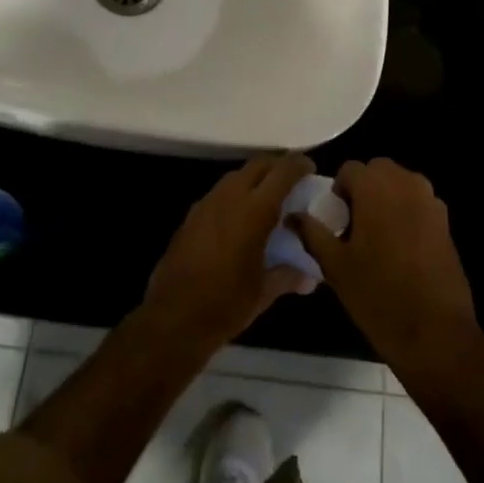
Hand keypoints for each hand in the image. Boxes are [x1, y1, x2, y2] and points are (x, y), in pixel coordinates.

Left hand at [143, 154, 315, 350]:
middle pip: (258, 165)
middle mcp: (229, 197)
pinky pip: (219, 194)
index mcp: (254, 211)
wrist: (173, 317)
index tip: (311, 168)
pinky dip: (236, 196)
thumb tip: (309, 277)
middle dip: (277, 167)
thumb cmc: (225, 304)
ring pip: (236, 177)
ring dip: (255, 181)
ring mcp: (206, 204)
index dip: (299, 165)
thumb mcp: (264, 292)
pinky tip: (240, 222)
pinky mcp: (191, 216)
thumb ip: (289, 275)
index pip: (282, 172)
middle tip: (292, 182)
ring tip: (268, 202)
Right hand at [288, 158, 481, 386]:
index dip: (338, 189)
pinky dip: (406, 211)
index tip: (336, 218)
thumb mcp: (335, 266)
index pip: (350, 169)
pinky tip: (401, 247)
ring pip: (401, 183)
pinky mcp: (446, 221)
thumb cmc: (378, 295)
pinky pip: (419, 202)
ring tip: (377, 235)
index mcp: (376, 188)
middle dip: (364, 187)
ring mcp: (430, 201)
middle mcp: (406, 184)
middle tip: (354, 223)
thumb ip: (312, 233)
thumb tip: (292, 216)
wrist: (435, 331)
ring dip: (386, 196)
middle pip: (378, 170)